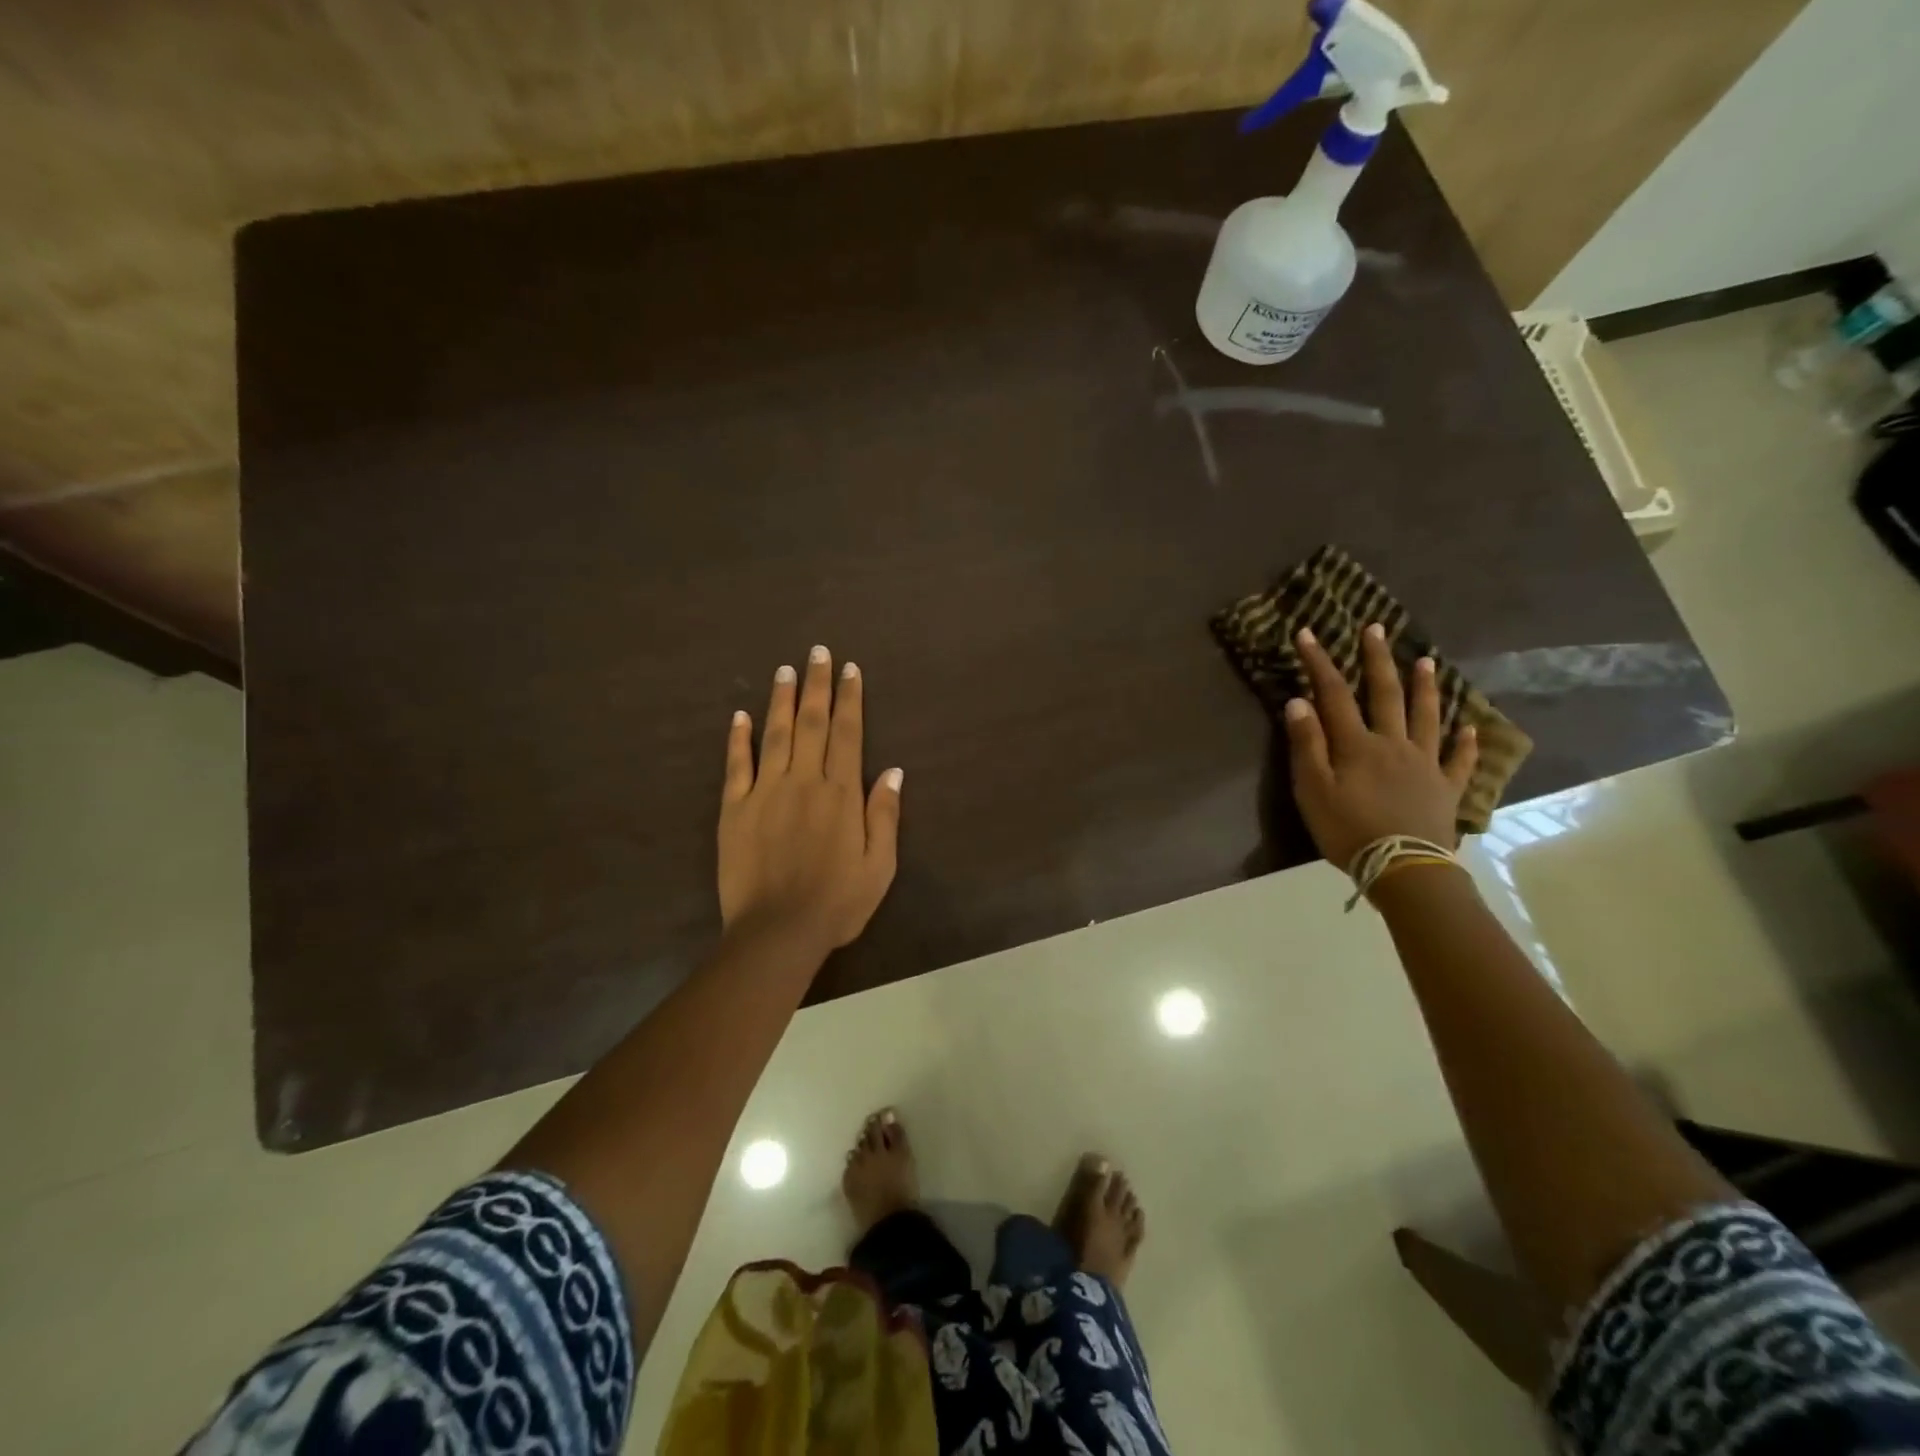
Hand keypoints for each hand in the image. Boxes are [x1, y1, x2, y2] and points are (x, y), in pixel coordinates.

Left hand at [719, 646, 902, 955]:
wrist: (778, 933)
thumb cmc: (837, 903)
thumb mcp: (879, 866)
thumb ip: (884, 815)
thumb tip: (893, 770)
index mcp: (841, 794)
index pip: (847, 734)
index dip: (849, 699)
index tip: (850, 670)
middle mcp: (804, 782)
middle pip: (811, 723)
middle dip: (817, 685)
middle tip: (818, 652)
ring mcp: (765, 793)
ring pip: (775, 734)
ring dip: (781, 699)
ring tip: (786, 669)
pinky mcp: (735, 809)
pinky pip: (737, 766)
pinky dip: (738, 738)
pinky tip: (740, 715)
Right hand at [1283, 624, 1477, 871]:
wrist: (1402, 867)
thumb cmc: (1348, 830)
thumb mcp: (1313, 789)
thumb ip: (1306, 744)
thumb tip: (1298, 701)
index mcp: (1357, 744)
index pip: (1334, 694)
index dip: (1320, 663)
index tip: (1309, 633)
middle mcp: (1393, 744)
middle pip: (1385, 694)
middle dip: (1378, 659)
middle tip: (1377, 629)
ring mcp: (1425, 764)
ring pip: (1427, 717)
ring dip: (1426, 687)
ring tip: (1427, 661)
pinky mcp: (1445, 788)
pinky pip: (1459, 760)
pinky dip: (1466, 743)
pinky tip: (1471, 728)